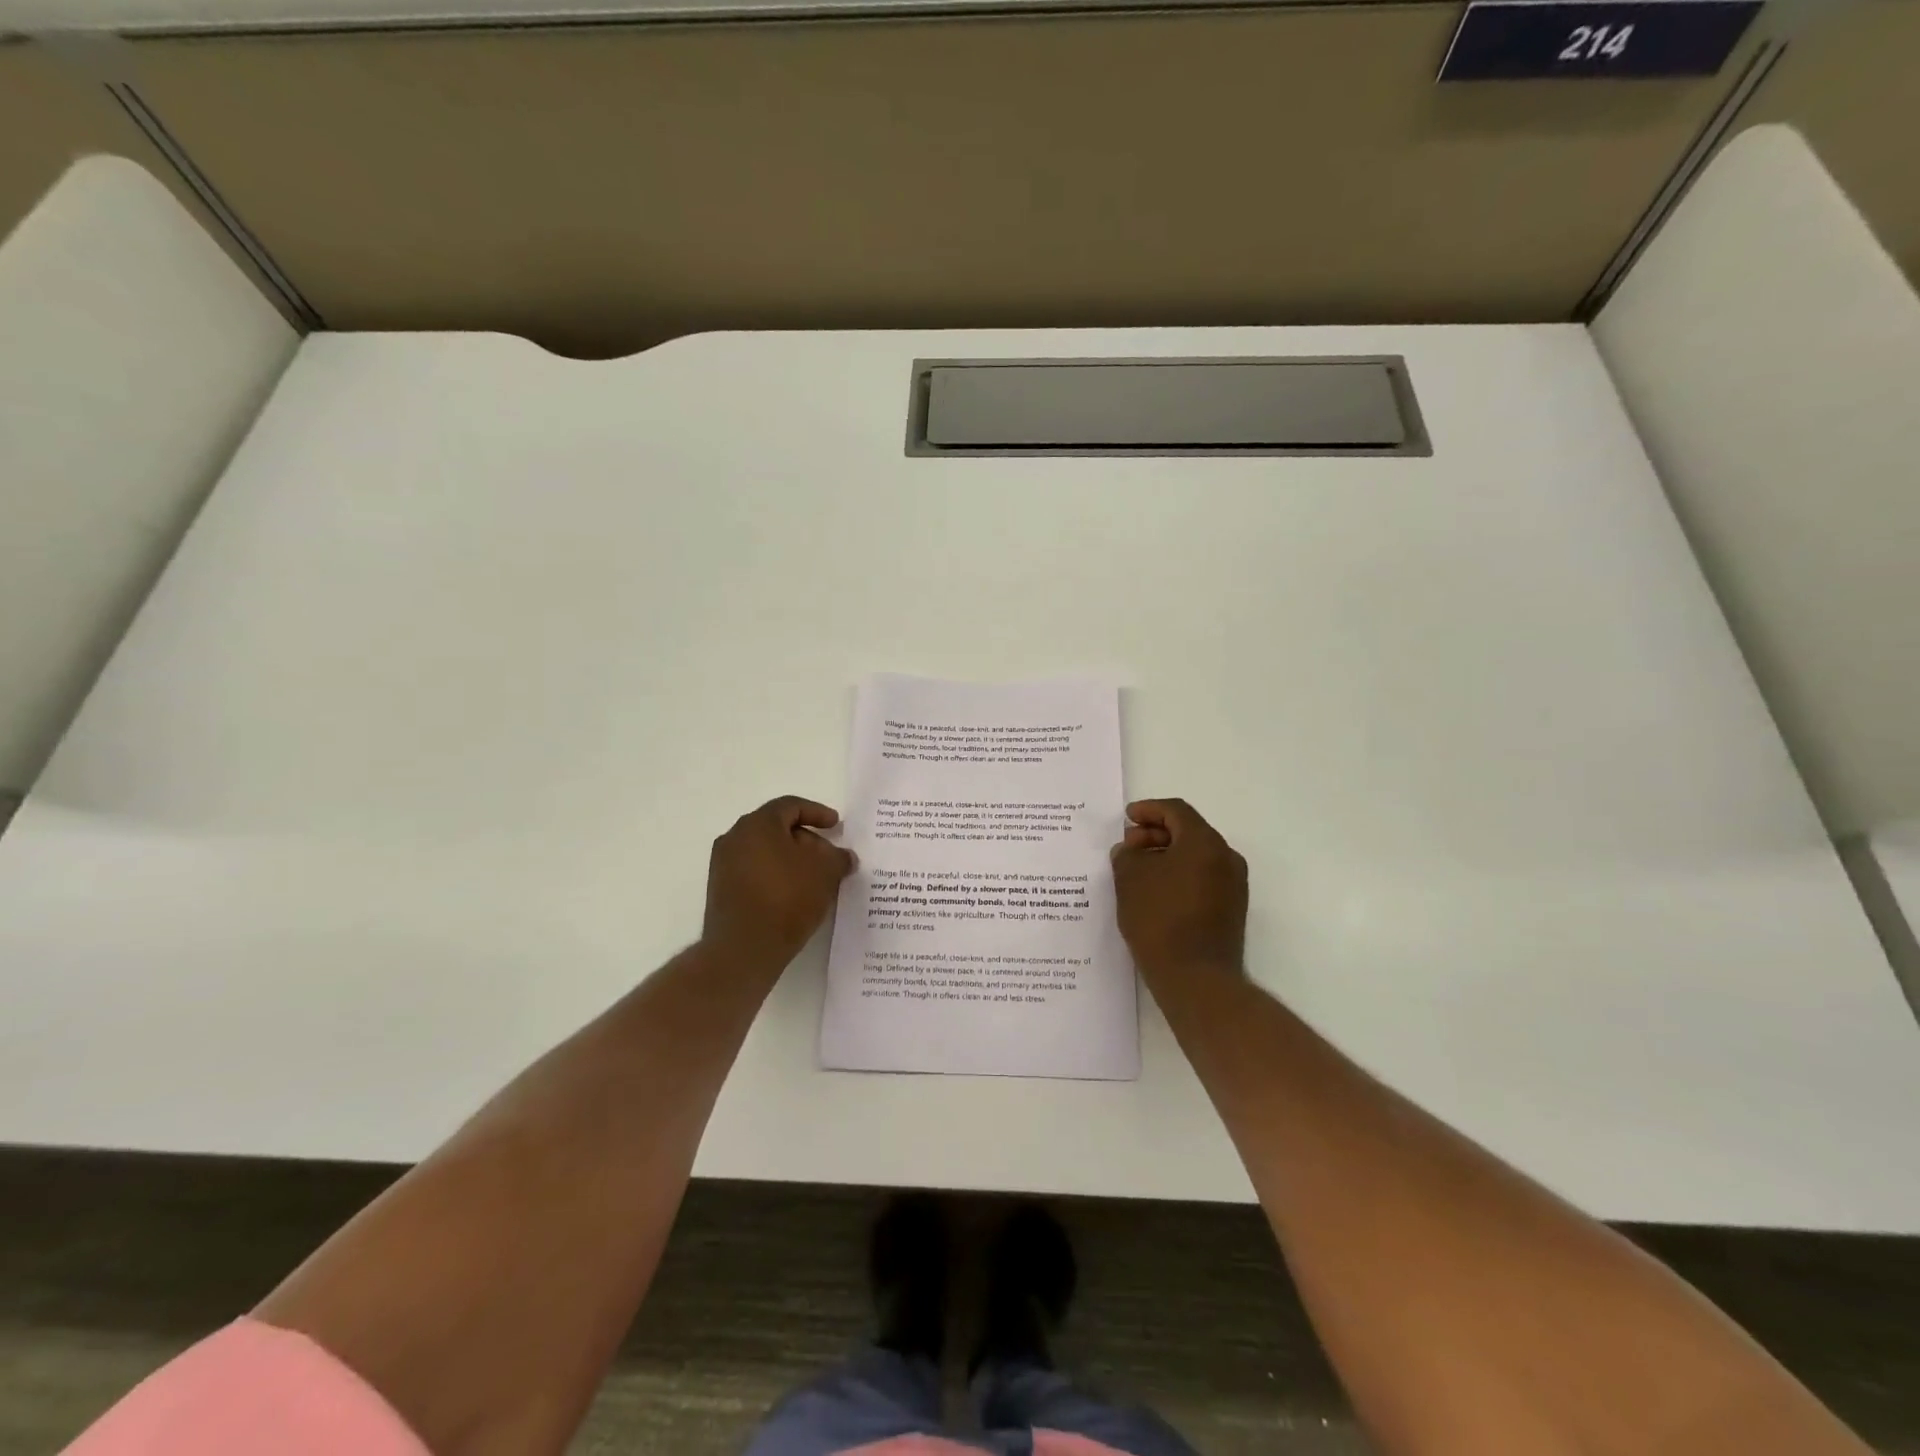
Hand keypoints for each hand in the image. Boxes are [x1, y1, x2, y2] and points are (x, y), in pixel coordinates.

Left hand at [703, 796, 855, 970]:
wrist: (743, 949)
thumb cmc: (787, 898)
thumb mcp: (825, 873)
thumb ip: (838, 857)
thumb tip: (844, 856)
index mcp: (758, 824)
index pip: (791, 806)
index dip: (817, 812)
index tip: (836, 825)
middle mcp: (735, 837)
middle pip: (777, 828)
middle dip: (806, 839)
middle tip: (828, 856)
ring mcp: (723, 864)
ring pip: (765, 851)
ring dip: (791, 859)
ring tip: (814, 878)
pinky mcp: (721, 890)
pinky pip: (754, 871)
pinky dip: (775, 875)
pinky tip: (794, 894)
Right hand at [1110, 798, 1247, 979]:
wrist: (1196, 978)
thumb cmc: (1160, 919)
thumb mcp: (1130, 879)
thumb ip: (1127, 855)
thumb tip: (1130, 851)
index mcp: (1204, 842)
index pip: (1176, 811)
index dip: (1148, 810)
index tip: (1126, 818)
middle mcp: (1226, 858)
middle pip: (1188, 831)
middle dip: (1155, 834)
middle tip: (1128, 845)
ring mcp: (1233, 885)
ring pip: (1196, 856)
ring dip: (1166, 855)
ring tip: (1137, 869)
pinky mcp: (1231, 909)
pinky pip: (1202, 877)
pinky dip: (1178, 875)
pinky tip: (1155, 891)